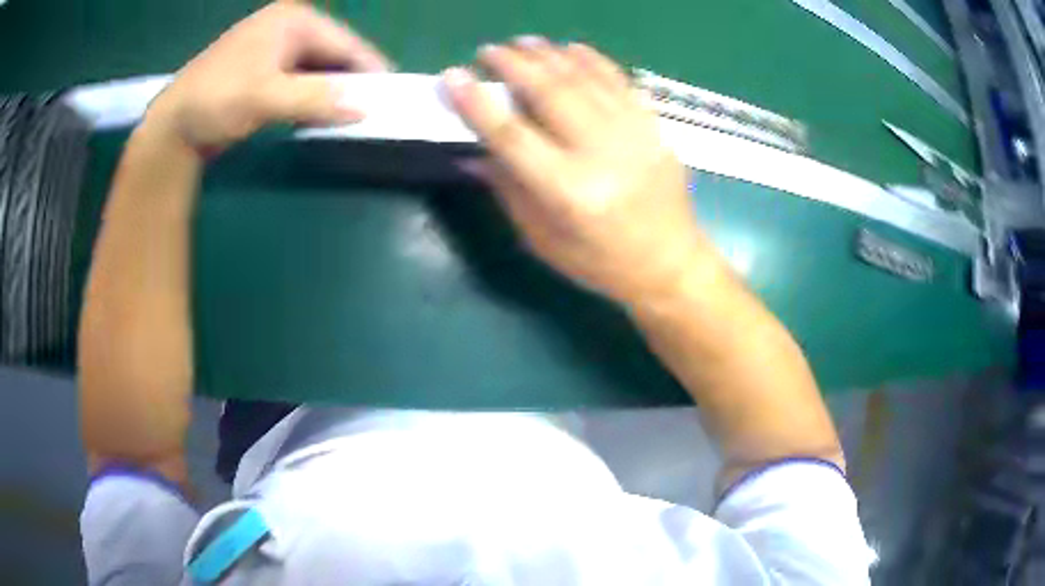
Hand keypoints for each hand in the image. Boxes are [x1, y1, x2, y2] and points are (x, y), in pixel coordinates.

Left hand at [148, 1, 390, 151]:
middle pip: (332, 53)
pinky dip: (311, 97)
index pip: (345, 42)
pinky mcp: (262, 70)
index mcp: (292, 20)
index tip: (391, 96)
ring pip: (317, 68)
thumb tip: (364, 108)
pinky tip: (316, 114)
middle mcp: (286, 27)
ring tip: (346, 116)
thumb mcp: (268, 98)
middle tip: (369, 111)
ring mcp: (273, 48)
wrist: (172, 127)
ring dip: (330, 92)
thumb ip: (317, 100)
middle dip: (349, 81)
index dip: (369, 69)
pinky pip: (299, 80)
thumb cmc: (217, 101)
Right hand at [443, 38, 711, 303]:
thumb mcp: (543, 239)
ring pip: (584, 79)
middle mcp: (602, 156)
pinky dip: (592, 59)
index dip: (477, 104)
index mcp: (569, 193)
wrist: (669, 263)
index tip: (452, 75)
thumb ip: (507, 189)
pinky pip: (620, 81)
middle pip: (550, 93)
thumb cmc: (600, 262)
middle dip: (513, 64)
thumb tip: (473, 150)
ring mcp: (634, 136)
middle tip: (489, 51)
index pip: (512, 136)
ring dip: (549, 54)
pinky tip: (571, 49)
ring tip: (523, 42)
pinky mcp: (655, 127)